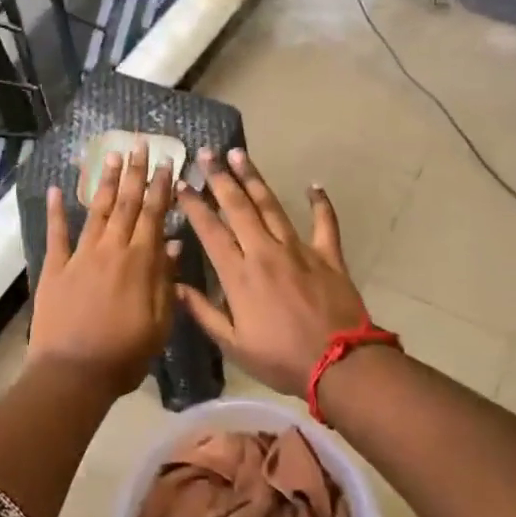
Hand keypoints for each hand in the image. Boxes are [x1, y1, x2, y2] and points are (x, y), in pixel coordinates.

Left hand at [28, 142, 178, 401]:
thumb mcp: (159, 323)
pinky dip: (56, 211)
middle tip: (140, 144)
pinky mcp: (54, 269)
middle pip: (125, 204)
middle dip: (134, 173)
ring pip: (96, 211)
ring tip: (111, 154)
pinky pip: (56, 234)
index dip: (160, 188)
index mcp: (139, 263)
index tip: (167, 163)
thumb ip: (165, 280)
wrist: (73, 374)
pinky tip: (58, 188)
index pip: (153, 215)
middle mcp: (110, 250)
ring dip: (104, 182)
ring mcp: (79, 257)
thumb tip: (172, 242)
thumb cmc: (124, 355)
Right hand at [174, 148, 369, 396]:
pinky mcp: (328, 255)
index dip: (194, 205)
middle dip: (220, 178)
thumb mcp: (233, 344)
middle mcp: (265, 252)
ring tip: (240, 155)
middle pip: (238, 207)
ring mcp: (299, 249)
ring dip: (254, 179)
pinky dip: (320, 202)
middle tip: (208, 153)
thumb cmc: (281, 358)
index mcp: (239, 275)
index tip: (181, 184)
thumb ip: (203, 313)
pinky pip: (325, 222)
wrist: (339, 363)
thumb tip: (176, 286)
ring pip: (272, 206)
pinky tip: (314, 185)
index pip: (210, 231)